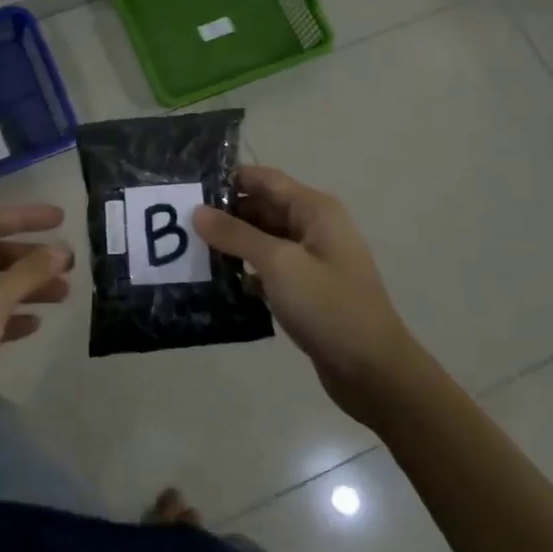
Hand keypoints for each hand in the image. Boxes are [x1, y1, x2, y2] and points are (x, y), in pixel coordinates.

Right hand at [194, 166, 420, 426]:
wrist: (374, 372)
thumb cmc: (329, 307)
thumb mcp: (279, 264)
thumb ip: (236, 235)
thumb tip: (197, 211)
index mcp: (314, 210)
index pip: (264, 179)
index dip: (228, 179)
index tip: (188, 187)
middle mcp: (313, 227)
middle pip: (261, 208)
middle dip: (224, 214)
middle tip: (179, 223)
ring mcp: (310, 260)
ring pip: (262, 240)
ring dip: (231, 244)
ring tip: (188, 250)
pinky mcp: (305, 290)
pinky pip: (267, 269)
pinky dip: (244, 271)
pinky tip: (214, 281)